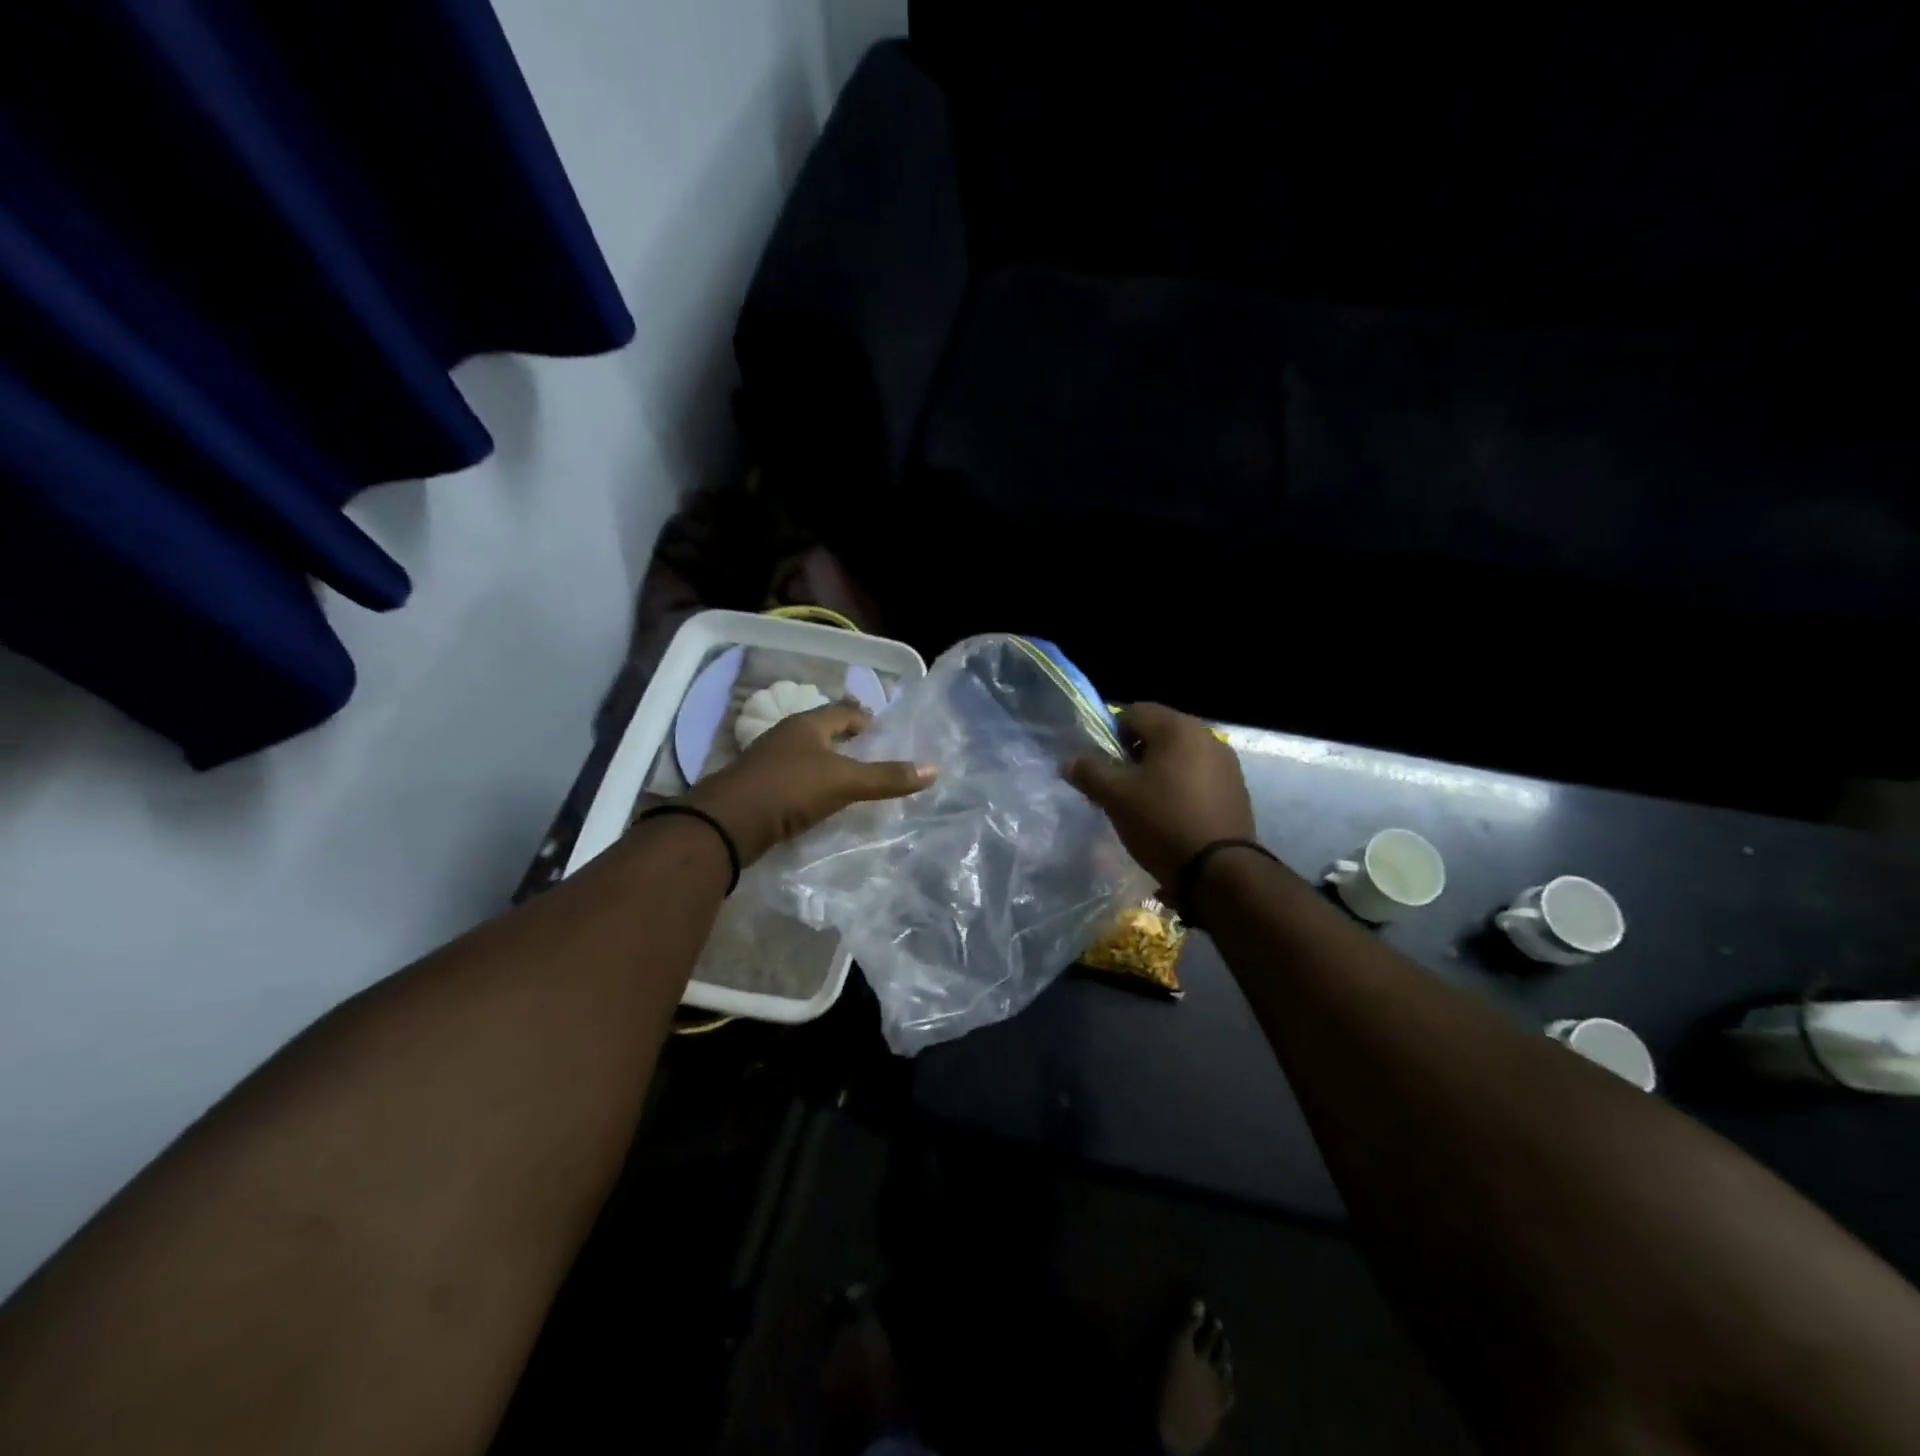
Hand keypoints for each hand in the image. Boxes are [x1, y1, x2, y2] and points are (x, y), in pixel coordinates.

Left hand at [684, 704, 934, 863]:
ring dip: (827, 763)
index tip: (883, 729)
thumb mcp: (845, 781)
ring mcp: (768, 762)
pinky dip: (810, 784)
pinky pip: (793, 779)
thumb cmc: (790, 789)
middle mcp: (786, 736)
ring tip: (850, 777)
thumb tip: (933, 769)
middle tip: (872, 752)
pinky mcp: (758, 788)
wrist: (728, 823)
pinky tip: (820, 800)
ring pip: (806, 755)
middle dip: (846, 739)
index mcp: (807, 724)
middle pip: (823, 731)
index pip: (843, 711)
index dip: (865, 718)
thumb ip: (887, 777)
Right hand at [1065, 703, 1254, 886]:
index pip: (1133, 712)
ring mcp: (1226, 763)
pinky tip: (1171, 815)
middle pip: (1158, 732)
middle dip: (1133, 754)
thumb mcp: (1116, 797)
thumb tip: (1068, 761)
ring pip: (1179, 756)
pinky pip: (1198, 776)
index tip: (1102, 765)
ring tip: (1143, 803)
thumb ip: (1089, 772)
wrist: (1220, 871)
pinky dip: (1180, 786)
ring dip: (1157, 771)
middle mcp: (1207, 736)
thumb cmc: (1163, 822)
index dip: (1110, 734)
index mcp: (1178, 728)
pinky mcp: (1236, 789)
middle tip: (1118, 785)